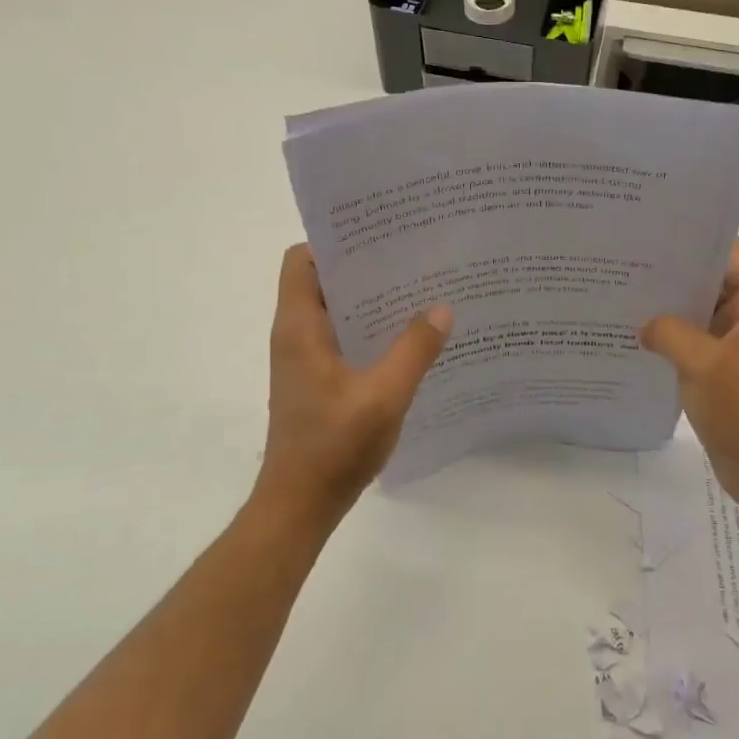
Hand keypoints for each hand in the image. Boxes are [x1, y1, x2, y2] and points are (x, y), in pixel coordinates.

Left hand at [256, 244, 451, 527]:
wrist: (300, 504)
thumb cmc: (334, 447)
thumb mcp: (384, 396)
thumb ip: (414, 350)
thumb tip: (442, 307)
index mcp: (300, 328)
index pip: (301, 261)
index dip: (334, 242)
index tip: (378, 235)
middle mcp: (296, 335)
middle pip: (322, 281)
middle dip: (363, 266)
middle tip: (413, 257)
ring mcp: (305, 359)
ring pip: (335, 310)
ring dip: (370, 299)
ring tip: (419, 290)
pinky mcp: (317, 379)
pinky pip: (343, 337)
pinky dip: (370, 328)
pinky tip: (409, 337)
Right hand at [641, 238, 738, 518]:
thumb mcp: (702, 364)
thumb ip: (668, 331)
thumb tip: (644, 323)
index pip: (731, 252)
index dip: (697, 240)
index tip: (655, 236)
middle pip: (713, 277)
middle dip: (675, 271)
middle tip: (629, 262)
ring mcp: (738, 338)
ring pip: (702, 306)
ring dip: (672, 303)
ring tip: (627, 291)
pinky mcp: (724, 361)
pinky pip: (696, 333)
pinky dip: (673, 330)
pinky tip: (639, 329)